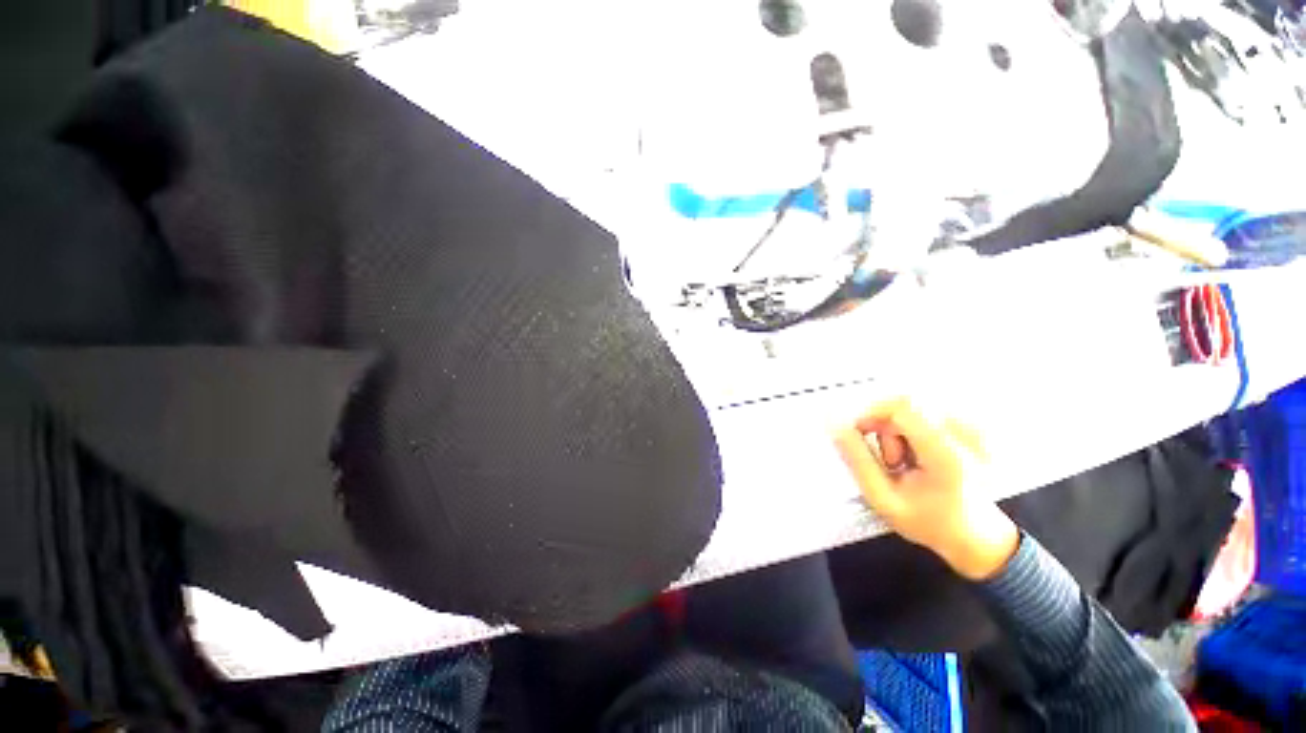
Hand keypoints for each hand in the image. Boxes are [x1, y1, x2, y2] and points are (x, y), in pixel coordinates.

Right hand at [833, 399, 1019, 580]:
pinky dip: (908, 426)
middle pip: (905, 402)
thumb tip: (836, 426)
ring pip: (912, 405)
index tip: (856, 431)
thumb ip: (857, 461)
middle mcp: (964, 434)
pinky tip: (913, 450)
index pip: (903, 405)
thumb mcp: (884, 499)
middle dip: (881, 422)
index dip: (871, 412)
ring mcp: (971, 428)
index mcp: (945, 455)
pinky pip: (925, 410)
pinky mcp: (970, 426)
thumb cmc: (929, 522)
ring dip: (895, 427)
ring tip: (900, 459)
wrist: (977, 535)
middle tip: (881, 453)